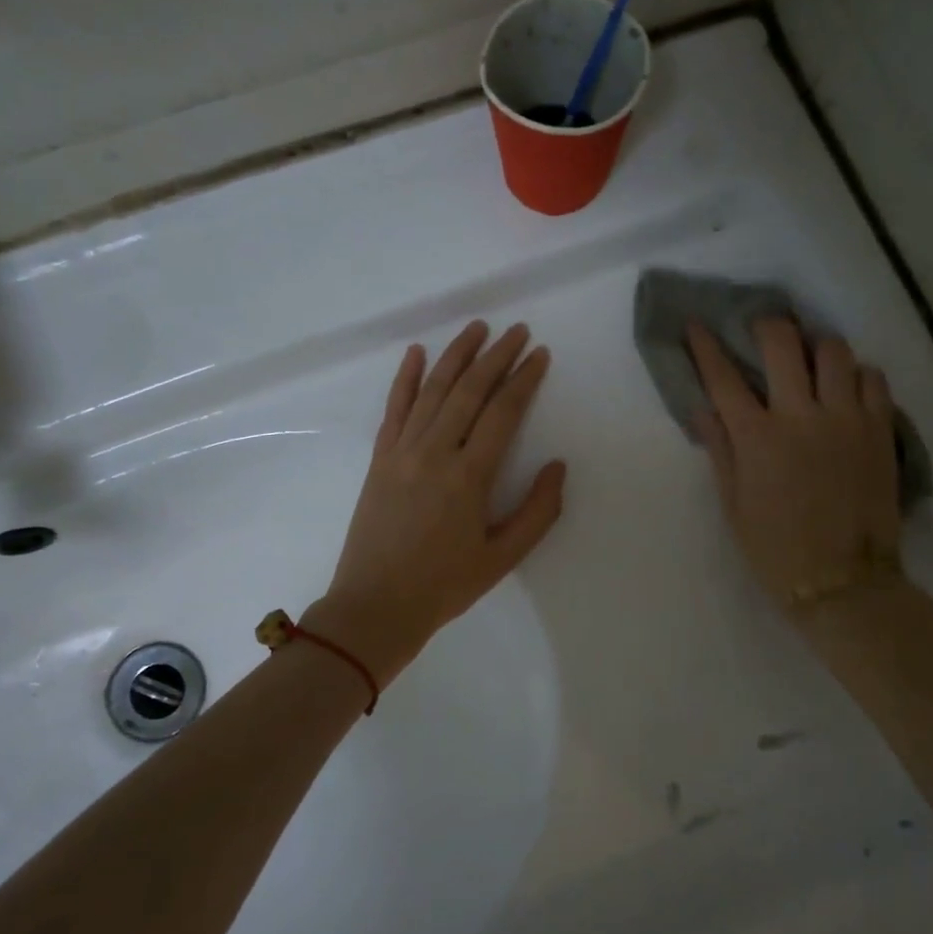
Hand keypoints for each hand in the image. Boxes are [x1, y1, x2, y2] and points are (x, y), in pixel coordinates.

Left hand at [311, 321, 566, 687]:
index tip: (540, 354)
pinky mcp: (380, 459)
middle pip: (470, 391)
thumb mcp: (503, 558)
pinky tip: (417, 354)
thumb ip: (537, 511)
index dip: (524, 379)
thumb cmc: (444, 586)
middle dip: (496, 356)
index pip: (503, 412)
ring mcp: (402, 452)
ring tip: (477, 328)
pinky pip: (394, 409)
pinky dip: (406, 379)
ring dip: (457, 355)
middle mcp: (435, 452)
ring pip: (433, 390)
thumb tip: (557, 467)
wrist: (375, 606)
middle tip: (518, 331)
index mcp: (469, 476)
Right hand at [687, 318, 903, 614]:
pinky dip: (857, 374)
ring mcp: (846, 419)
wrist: (843, 581)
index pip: (723, 378)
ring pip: (834, 351)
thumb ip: (720, 450)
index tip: (697, 325)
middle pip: (782, 343)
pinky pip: (874, 378)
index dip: (706, 346)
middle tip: (762, 331)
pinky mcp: (881, 429)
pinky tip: (847, 387)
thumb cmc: (776, 548)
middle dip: (766, 326)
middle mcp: (801, 415)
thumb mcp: (733, 505)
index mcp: (757, 437)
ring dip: (815, 346)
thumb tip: (703, 409)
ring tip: (810, 358)